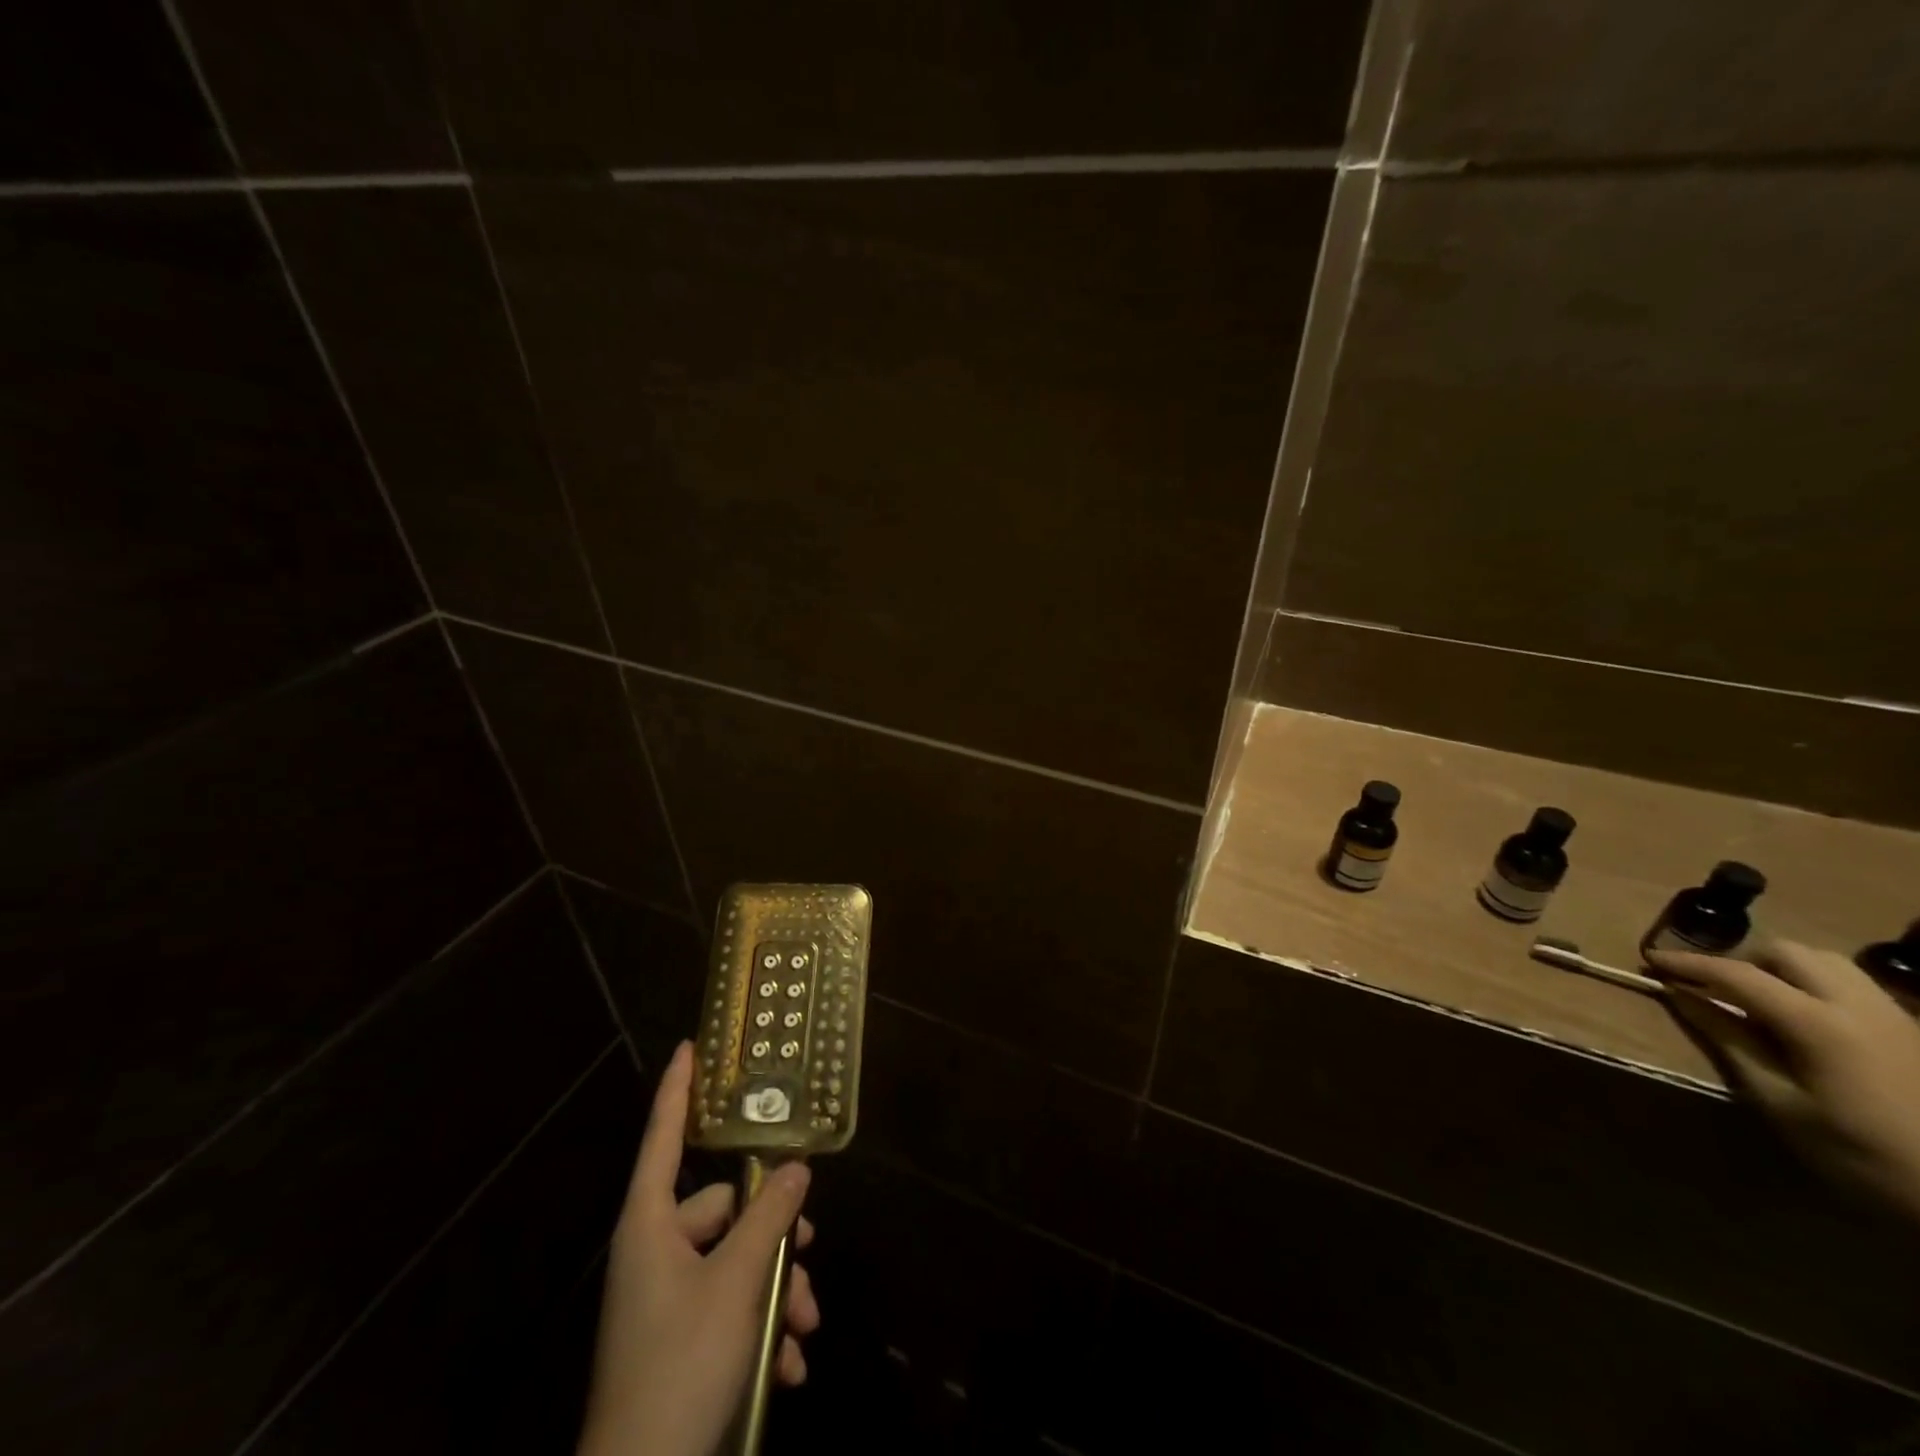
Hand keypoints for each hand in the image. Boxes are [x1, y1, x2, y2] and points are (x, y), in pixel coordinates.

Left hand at [578, 1043, 819, 1455]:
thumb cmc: (680, 1365)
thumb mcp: (735, 1283)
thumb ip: (768, 1217)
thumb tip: (795, 1168)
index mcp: (650, 1226)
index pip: (663, 1138)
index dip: (677, 1090)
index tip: (689, 1046)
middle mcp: (655, 1252)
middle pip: (722, 1211)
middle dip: (772, 1233)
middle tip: (809, 1246)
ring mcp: (666, 1299)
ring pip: (735, 1263)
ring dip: (775, 1290)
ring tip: (804, 1327)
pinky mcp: (679, 1341)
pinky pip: (728, 1310)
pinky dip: (760, 1332)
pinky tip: (788, 1368)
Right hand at [1648, 940, 1919, 1219]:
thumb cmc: (1862, 1155)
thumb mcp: (1781, 1103)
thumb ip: (1730, 1040)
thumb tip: (1681, 997)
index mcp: (1821, 1025)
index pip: (1739, 975)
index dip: (1688, 964)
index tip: (1649, 961)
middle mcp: (1861, 1006)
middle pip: (1788, 953)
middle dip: (1741, 961)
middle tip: (1712, 987)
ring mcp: (1896, 1017)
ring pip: (1827, 962)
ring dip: (1782, 968)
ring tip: (1759, 998)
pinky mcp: (1915, 1031)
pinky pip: (1855, 986)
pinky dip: (1815, 985)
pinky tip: (1807, 1018)